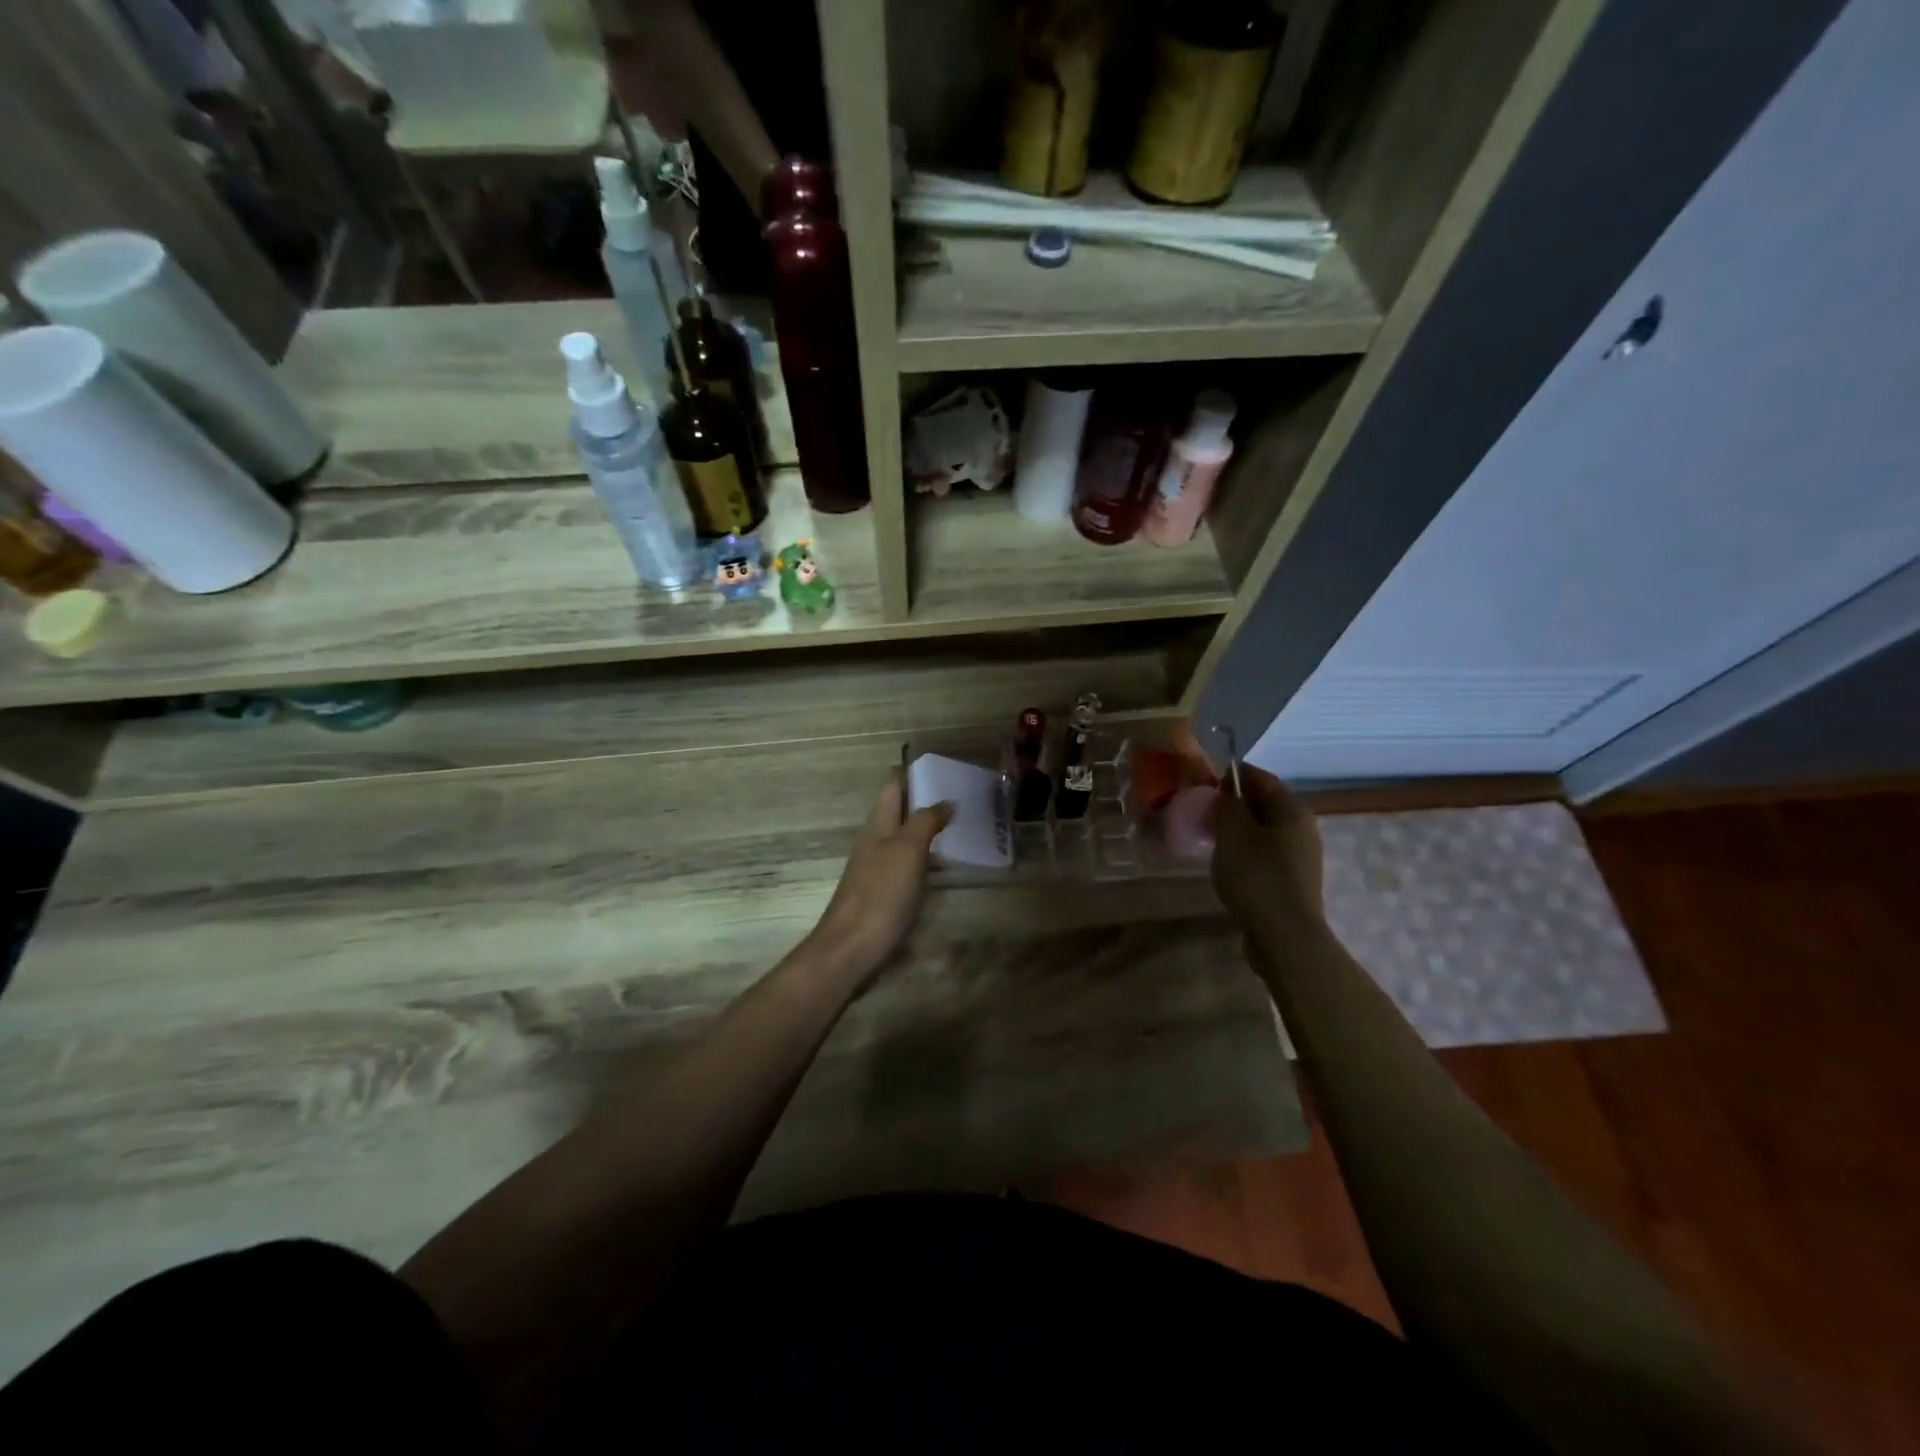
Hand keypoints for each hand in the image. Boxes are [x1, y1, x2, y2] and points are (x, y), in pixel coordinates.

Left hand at [805, 775, 952, 985]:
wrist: (851, 950)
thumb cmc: (881, 894)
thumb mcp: (907, 850)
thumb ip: (925, 821)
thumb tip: (945, 800)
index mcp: (878, 826)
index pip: (893, 787)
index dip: (913, 774)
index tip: (943, 768)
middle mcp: (875, 843)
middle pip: (899, 813)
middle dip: (925, 802)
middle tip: (963, 798)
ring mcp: (876, 870)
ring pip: (904, 840)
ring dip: (928, 831)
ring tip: (962, 829)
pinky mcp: (882, 896)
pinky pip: (907, 866)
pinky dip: (926, 860)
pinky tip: (943, 870)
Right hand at [1211, 760, 1325, 934]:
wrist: (1284, 937)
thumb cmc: (1257, 877)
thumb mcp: (1232, 833)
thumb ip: (1228, 804)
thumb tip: (1227, 788)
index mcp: (1292, 810)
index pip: (1260, 777)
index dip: (1231, 775)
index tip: (1203, 781)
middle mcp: (1303, 828)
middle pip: (1264, 803)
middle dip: (1233, 803)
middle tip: (1202, 810)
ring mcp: (1301, 857)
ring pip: (1264, 830)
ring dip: (1237, 829)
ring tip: (1209, 837)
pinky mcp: (1292, 881)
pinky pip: (1265, 854)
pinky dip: (1245, 851)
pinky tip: (1225, 863)